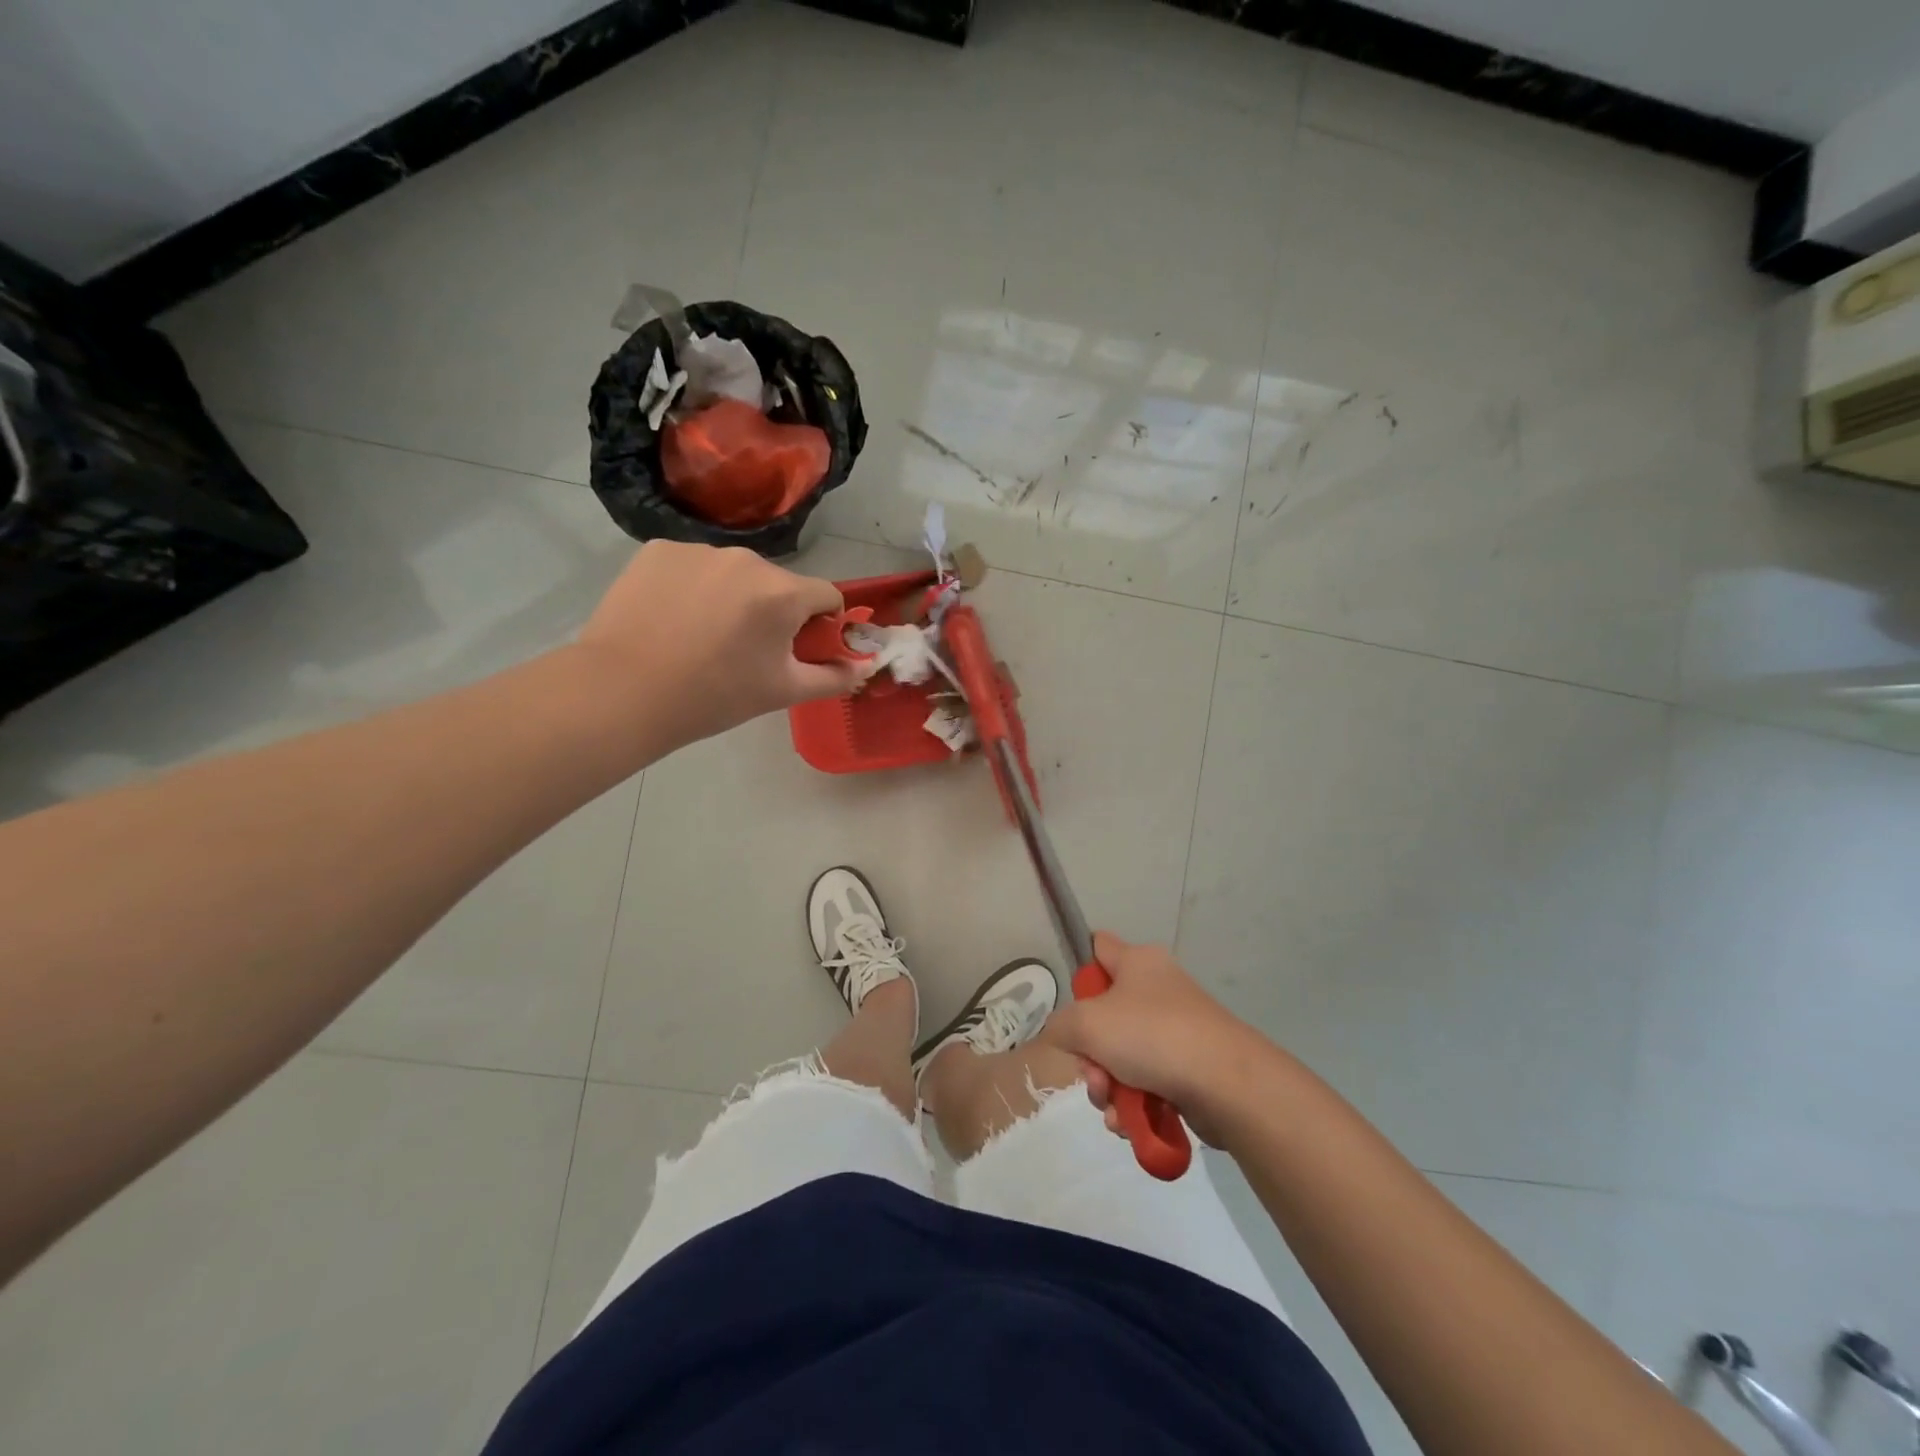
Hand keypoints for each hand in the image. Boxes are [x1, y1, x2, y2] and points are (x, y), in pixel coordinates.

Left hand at [574, 542, 862, 752]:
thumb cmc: (714, 696)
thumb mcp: (783, 692)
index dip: (822, 623)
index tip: (799, 648)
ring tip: (702, 635)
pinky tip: (672, 617)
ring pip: (734, 572)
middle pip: (779, 583)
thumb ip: (834, 677)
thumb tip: (866, 667)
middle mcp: (746, 558)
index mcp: (783, 592)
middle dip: (774, 611)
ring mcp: (698, 549)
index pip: (826, 595)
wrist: (623, 691)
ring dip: (733, 596)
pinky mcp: (658, 549)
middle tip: (745, 651)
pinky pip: (693, 565)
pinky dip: (693, 586)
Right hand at [1047, 933, 1268, 1146]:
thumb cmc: (1152, 1036)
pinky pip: (1147, 1083)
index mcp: (1137, 962)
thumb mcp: (1086, 1024)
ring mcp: (1176, 1030)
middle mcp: (1158, 989)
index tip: (1072, 1001)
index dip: (1081, 968)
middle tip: (1093, 1075)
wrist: (1227, 1085)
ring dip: (1108, 1087)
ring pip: (1122, 1057)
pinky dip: (1133, 1104)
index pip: (1099, 946)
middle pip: (1104, 1016)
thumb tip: (1065, 1036)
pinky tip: (1129, 1123)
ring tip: (1113, 1107)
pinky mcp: (1190, 1069)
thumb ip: (1060, 1026)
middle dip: (1090, 1054)